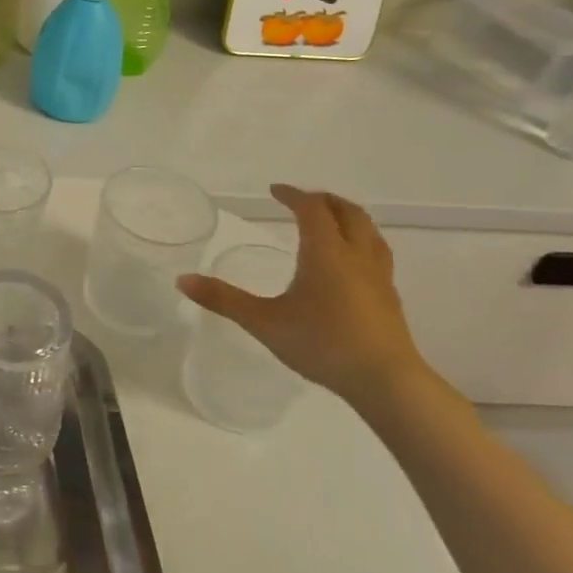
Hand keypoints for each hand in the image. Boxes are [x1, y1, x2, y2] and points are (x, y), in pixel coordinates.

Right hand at [178, 184, 425, 406]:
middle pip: (347, 212)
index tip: (275, 191)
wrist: (385, 381)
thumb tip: (182, 280)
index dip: (293, 195)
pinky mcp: (390, 297)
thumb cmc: (323, 344)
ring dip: (348, 217)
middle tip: (302, 200)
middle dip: (324, 200)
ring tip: (331, 222)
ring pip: (369, 231)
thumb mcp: (264, 322)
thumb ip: (224, 300)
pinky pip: (378, 253)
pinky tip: (352, 263)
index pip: (311, 208)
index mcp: (325, 251)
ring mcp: (379, 276)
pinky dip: (362, 242)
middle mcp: (356, 255)